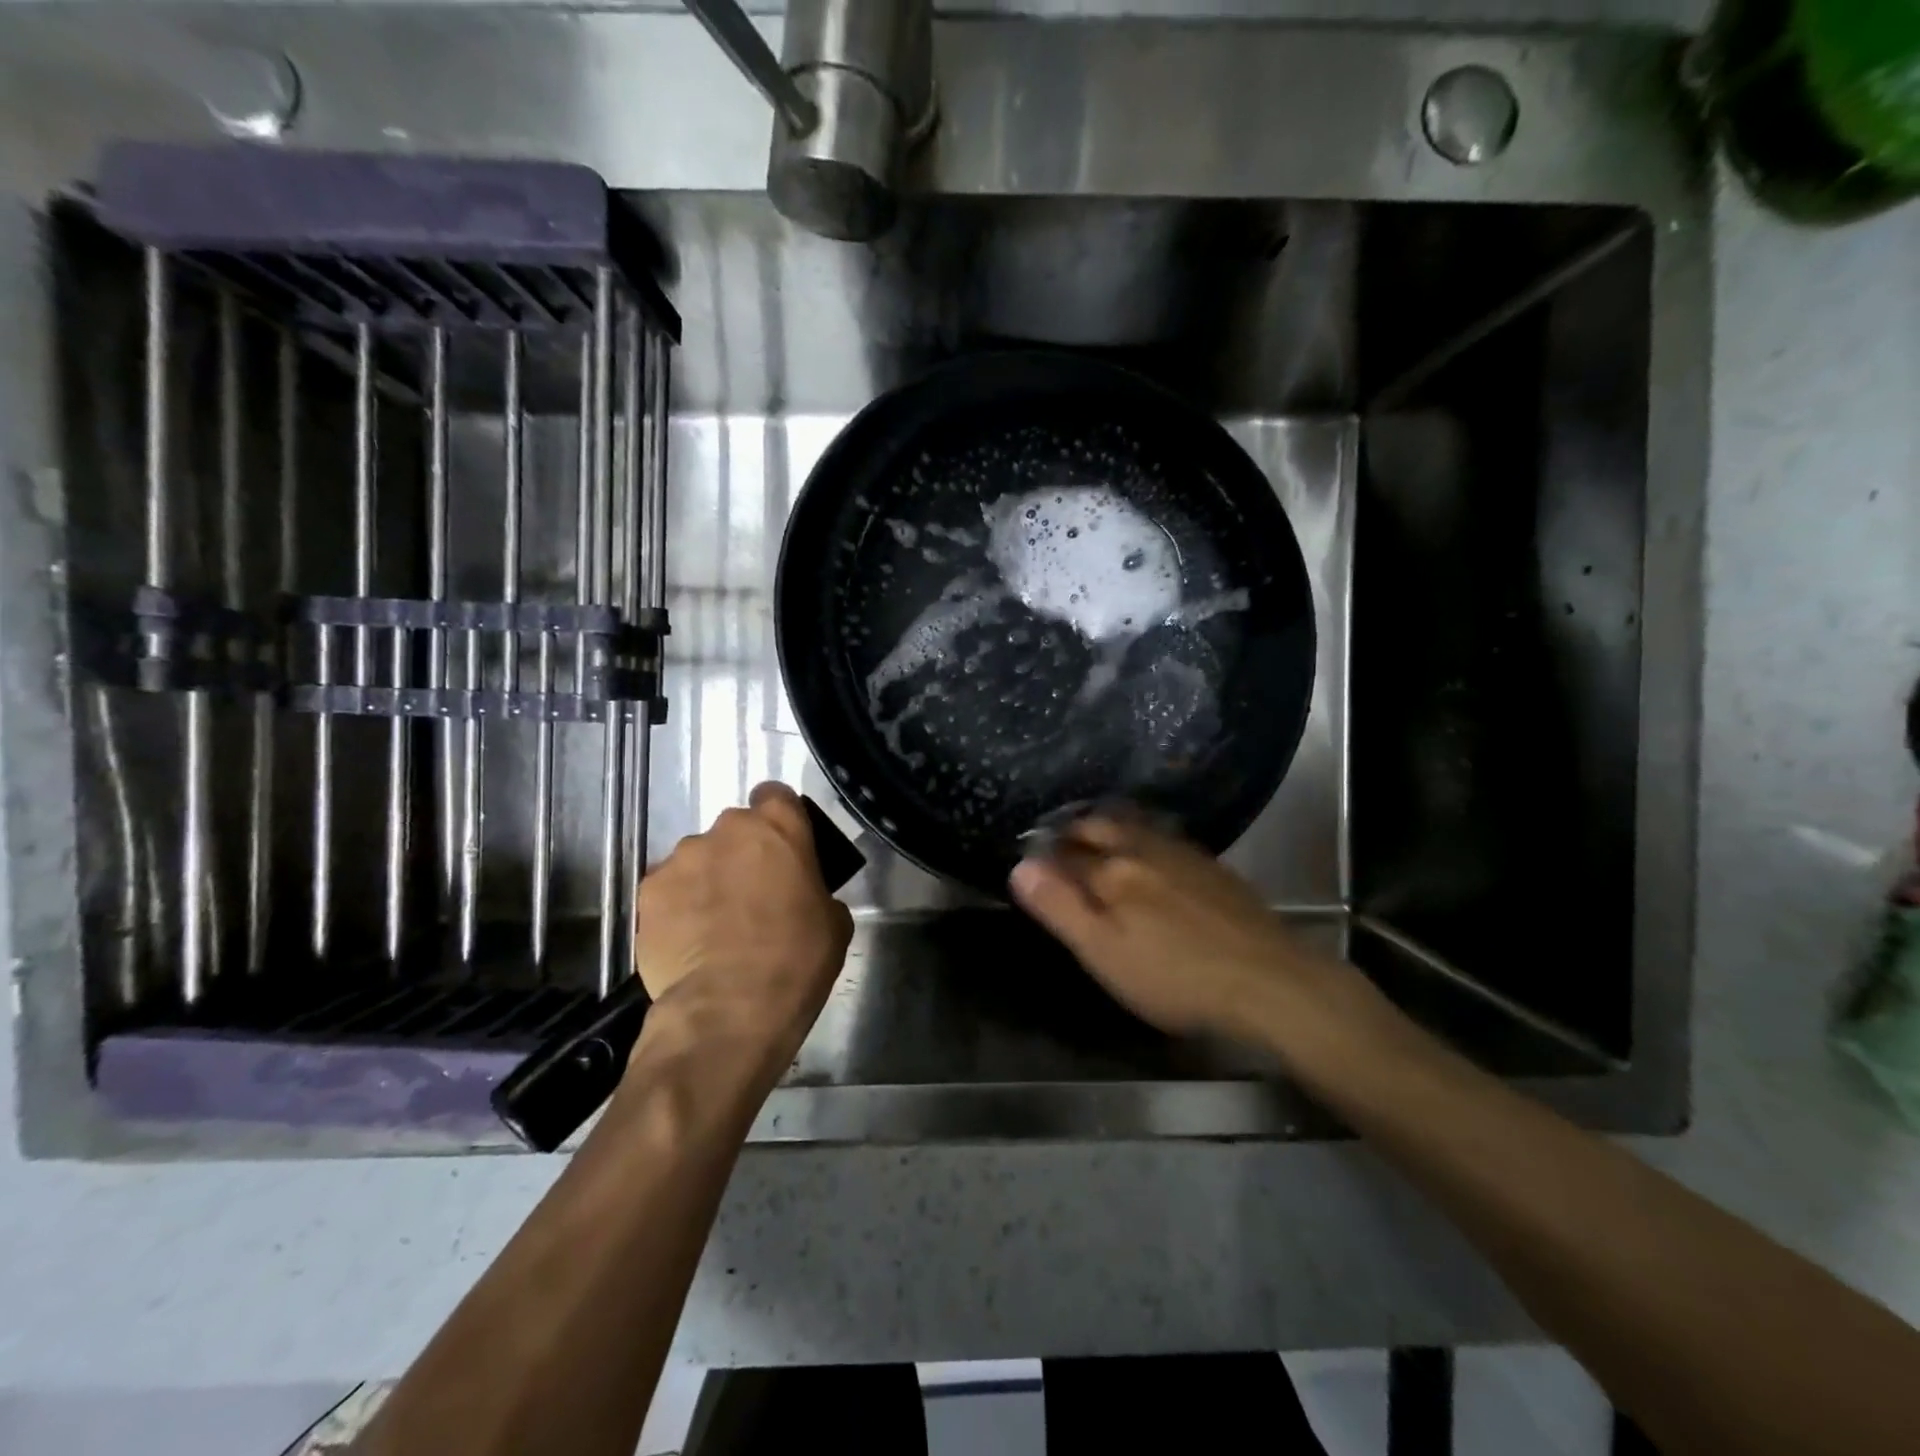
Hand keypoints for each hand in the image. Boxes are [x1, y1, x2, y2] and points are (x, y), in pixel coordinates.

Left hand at [633, 782, 853, 1075]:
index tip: (783, 850)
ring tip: (714, 927)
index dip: (780, 820)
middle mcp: (726, 829)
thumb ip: (816, 891)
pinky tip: (688, 942)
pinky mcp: (647, 891)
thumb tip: (802, 896)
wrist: (730, 1007)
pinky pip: (668, 890)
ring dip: (708, 880)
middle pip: (735, 830)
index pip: (776, 796)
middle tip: (753, 896)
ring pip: (698, 859)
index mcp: (778, 826)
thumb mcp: (834, 922)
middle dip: (742, 855)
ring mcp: (681, 858)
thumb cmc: (797, 958)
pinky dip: (678, 907)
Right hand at [1008, 815, 1332, 1043]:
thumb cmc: (1174, 976)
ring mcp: (1182, 854)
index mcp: (1112, 872)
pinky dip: (1142, 836)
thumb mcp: (1104, 953)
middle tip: (1060, 836)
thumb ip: (1060, 907)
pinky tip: (1149, 850)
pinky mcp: (1211, 865)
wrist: (1267, 979)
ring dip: (1108, 826)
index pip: (1066, 853)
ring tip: (1096, 833)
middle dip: (1075, 829)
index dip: (1045, 854)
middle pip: (1100, 828)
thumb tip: (1020, 865)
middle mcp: (1144, 850)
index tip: (1031, 857)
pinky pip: (1164, 837)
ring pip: (1134, 827)